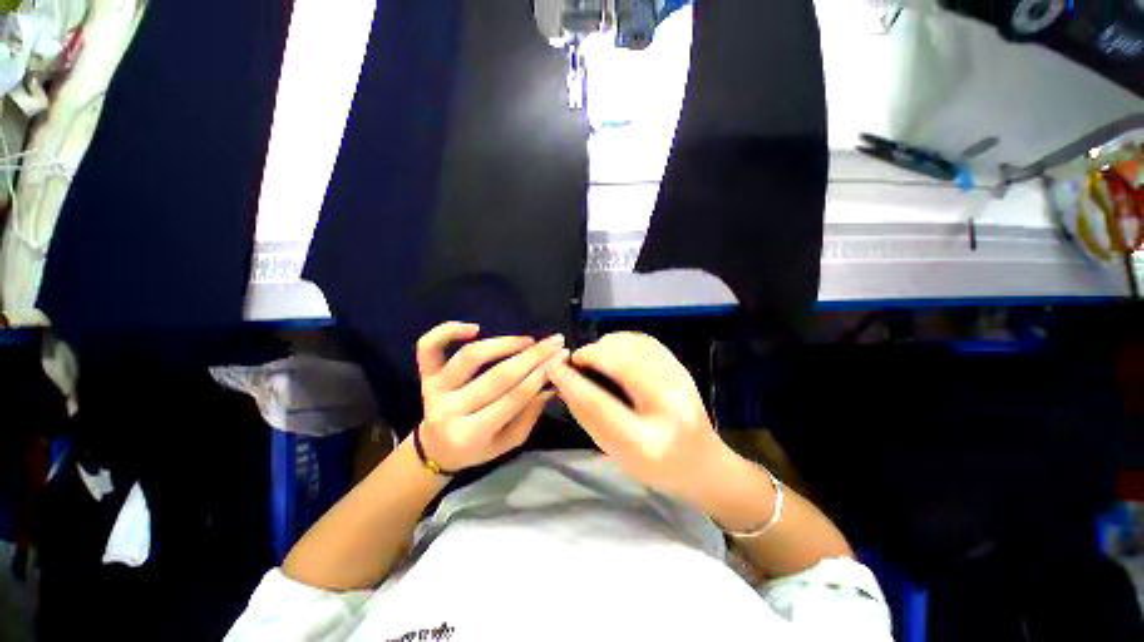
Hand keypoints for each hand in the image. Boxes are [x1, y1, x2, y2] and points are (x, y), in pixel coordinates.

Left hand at [415, 322, 567, 471]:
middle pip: (497, 376)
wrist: (436, 449)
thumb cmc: (477, 448)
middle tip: (554, 342)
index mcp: (472, 434)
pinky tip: (474, 327)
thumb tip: (551, 382)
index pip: (513, 398)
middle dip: (532, 356)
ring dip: (504, 343)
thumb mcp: (508, 441)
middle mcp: (450, 410)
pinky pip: (429, 347)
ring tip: (528, 340)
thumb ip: (530, 414)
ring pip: (470, 357)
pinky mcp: (425, 375)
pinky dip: (447, 331)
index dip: (540, 375)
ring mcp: (433, 389)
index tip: (561, 357)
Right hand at [547, 332, 730, 504]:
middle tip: (576, 359)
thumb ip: (588, 418)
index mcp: (648, 442)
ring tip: (594, 354)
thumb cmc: (656, 468)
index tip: (554, 368)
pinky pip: (648, 342)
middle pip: (622, 364)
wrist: (703, 463)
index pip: (600, 404)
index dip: (572, 383)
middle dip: (592, 354)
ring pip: (635, 346)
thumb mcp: (617, 454)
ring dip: (607, 344)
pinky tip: (614, 349)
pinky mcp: (682, 369)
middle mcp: (669, 407)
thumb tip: (564, 383)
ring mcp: (681, 383)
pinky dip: (625, 340)